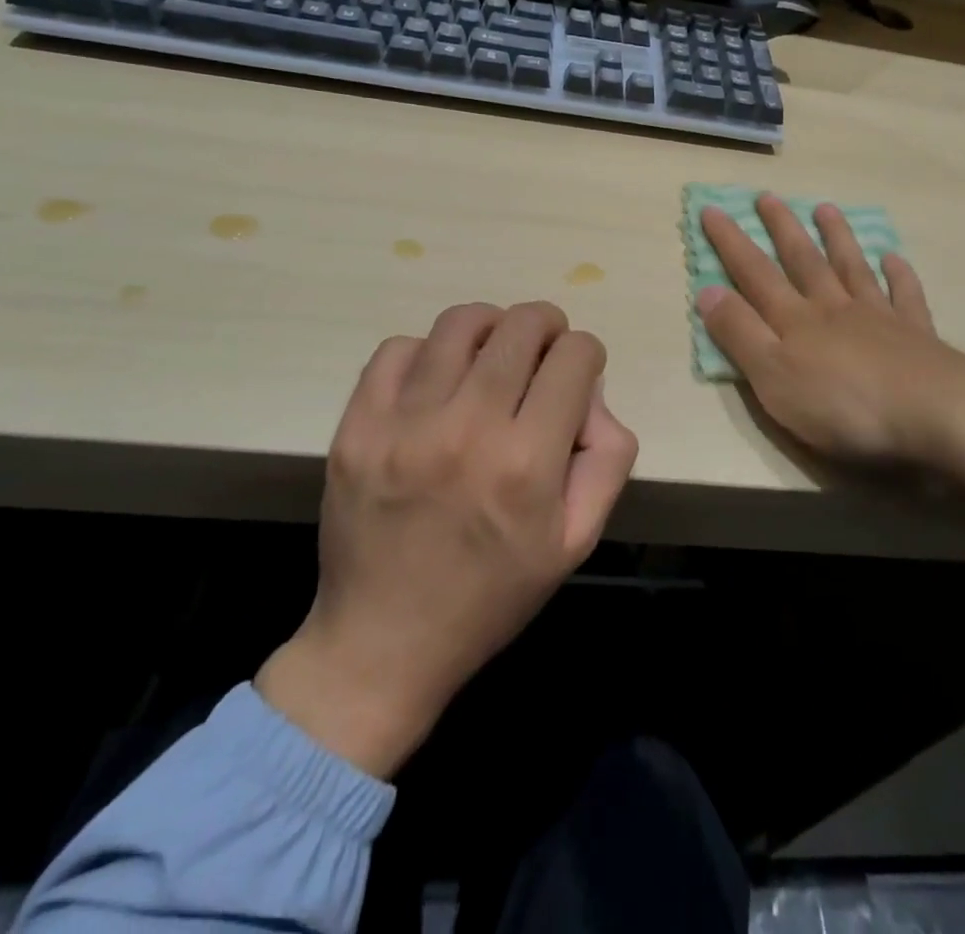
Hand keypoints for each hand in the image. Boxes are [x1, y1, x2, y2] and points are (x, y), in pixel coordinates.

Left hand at [256, 302, 638, 777]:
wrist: (383, 642)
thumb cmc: (493, 593)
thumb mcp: (577, 539)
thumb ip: (607, 456)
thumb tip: (590, 391)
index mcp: (527, 462)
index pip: (575, 355)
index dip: (586, 355)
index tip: (576, 375)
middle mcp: (467, 428)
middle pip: (522, 324)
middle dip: (547, 327)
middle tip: (543, 353)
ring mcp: (403, 423)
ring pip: (462, 322)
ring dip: (491, 328)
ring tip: (491, 355)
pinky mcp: (357, 426)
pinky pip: (398, 348)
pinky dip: (427, 352)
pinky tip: (436, 383)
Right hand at [696, 195, 964, 582]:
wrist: (938, 416)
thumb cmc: (845, 406)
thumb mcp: (774, 379)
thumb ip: (740, 335)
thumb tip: (705, 291)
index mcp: (796, 321)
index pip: (754, 273)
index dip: (730, 243)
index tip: (711, 209)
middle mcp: (834, 308)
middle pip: (803, 260)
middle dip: (781, 228)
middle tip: (768, 196)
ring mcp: (879, 318)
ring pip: (852, 268)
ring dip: (837, 238)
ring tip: (826, 209)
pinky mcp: (917, 336)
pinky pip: (905, 297)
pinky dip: (899, 275)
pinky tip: (895, 258)